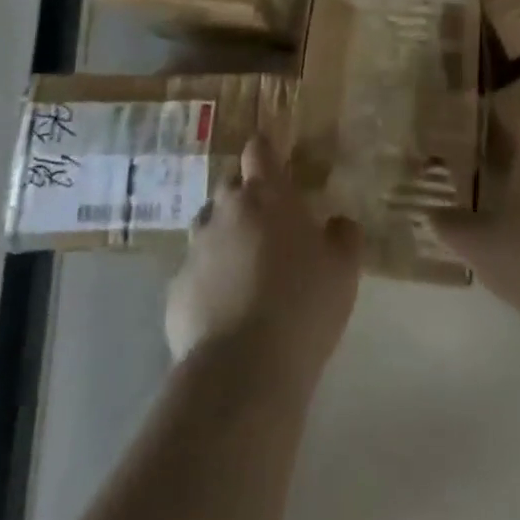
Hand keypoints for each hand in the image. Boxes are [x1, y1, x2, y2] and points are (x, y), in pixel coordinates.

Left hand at [166, 135, 362, 389]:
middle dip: (244, 194)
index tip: (272, 158)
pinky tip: (223, 307)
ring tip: (242, 263)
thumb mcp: (343, 268)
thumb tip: (338, 222)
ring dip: (222, 234)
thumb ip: (343, 235)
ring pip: (207, 226)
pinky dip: (206, 279)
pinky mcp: (176, 290)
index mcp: (266, 195)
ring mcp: (196, 249)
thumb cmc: (302, 304)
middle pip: (229, 184)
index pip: (258, 151)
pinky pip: (193, 272)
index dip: (264, 150)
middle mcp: (226, 211)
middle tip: (265, 220)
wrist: (243, 369)